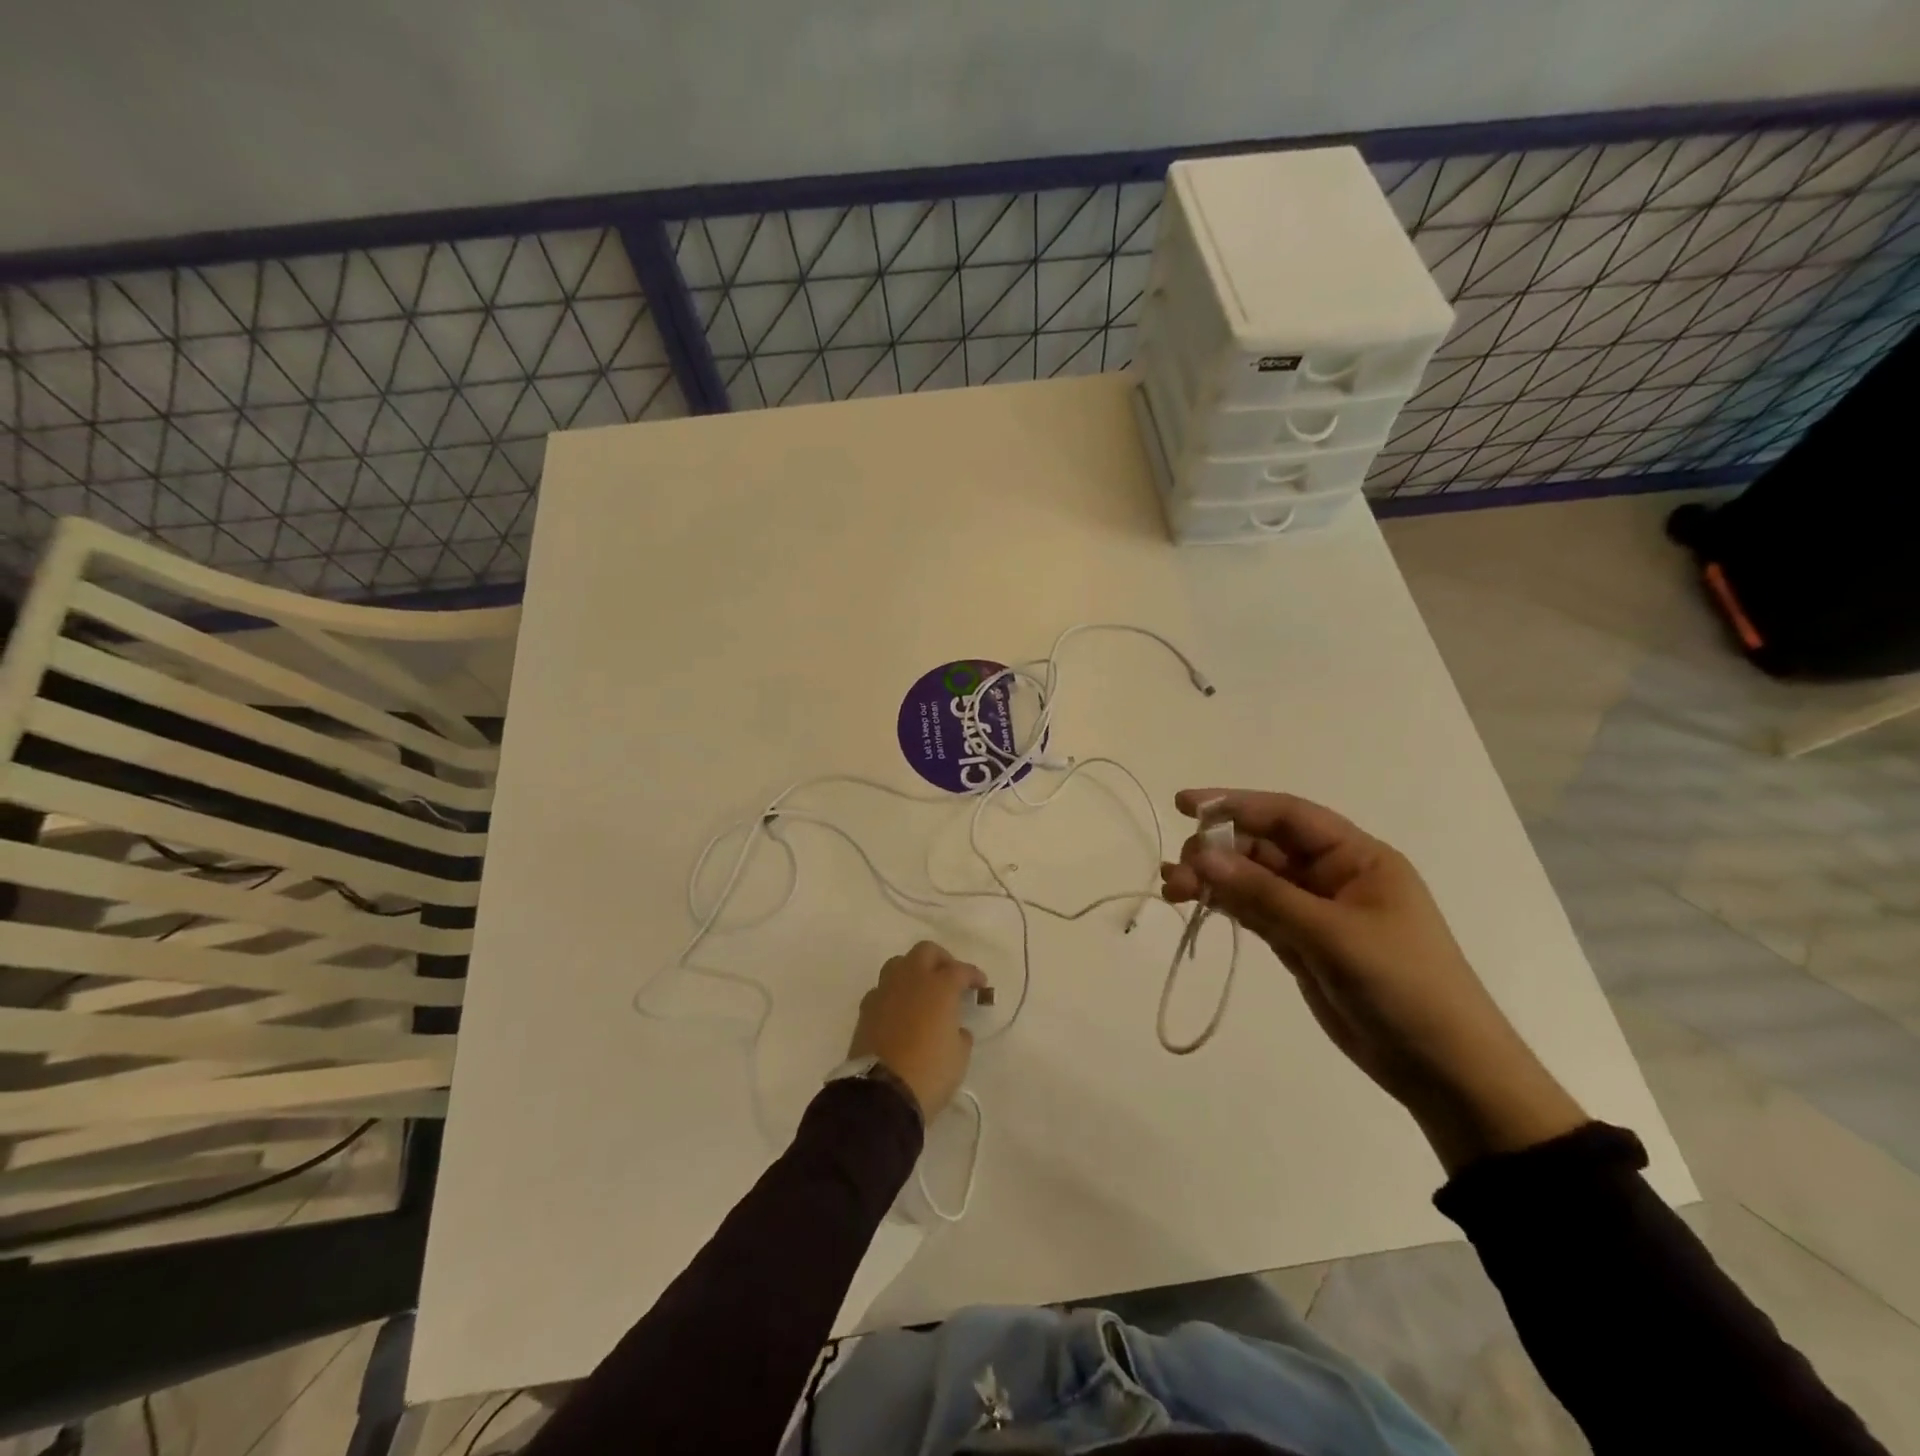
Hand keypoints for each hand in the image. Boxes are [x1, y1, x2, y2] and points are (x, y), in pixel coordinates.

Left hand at [848, 941, 987, 1119]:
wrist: (881, 1094)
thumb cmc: (929, 1073)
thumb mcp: (959, 1057)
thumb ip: (960, 1034)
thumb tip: (955, 1027)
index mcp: (939, 986)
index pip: (960, 970)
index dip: (973, 975)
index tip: (981, 985)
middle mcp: (910, 980)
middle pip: (926, 952)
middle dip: (941, 960)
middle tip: (951, 978)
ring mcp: (884, 991)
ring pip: (899, 963)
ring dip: (914, 971)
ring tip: (923, 990)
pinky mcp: (866, 1008)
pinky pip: (882, 989)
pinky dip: (894, 993)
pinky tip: (900, 1010)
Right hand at [1161, 789, 1585, 1173]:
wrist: (1444, 1070)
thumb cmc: (1402, 986)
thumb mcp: (1331, 934)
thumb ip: (1264, 894)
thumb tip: (1201, 857)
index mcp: (1356, 857)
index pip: (1287, 815)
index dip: (1235, 804)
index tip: (1185, 805)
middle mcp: (1333, 875)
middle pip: (1262, 847)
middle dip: (1216, 851)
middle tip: (1177, 872)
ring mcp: (1315, 911)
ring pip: (1252, 880)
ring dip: (1213, 880)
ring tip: (1172, 891)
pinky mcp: (1300, 943)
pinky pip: (1254, 911)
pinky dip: (1225, 906)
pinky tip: (1195, 904)